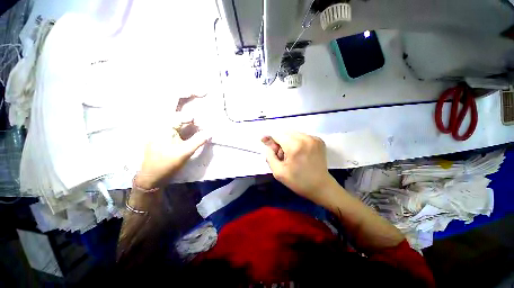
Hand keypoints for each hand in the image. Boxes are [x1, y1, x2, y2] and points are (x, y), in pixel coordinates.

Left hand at [135, 115, 210, 189]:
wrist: (152, 177)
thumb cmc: (168, 163)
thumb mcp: (186, 151)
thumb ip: (199, 140)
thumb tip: (210, 132)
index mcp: (165, 128)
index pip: (183, 117)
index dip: (195, 120)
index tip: (205, 127)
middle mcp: (160, 127)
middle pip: (180, 120)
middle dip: (193, 123)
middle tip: (203, 128)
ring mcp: (159, 133)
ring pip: (177, 125)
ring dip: (188, 127)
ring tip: (199, 131)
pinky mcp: (160, 139)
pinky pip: (174, 131)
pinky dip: (183, 132)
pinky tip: (189, 136)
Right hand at [262, 132, 334, 203]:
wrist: (321, 187)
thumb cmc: (298, 181)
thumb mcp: (278, 172)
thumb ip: (270, 155)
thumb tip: (267, 143)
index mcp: (295, 146)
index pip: (277, 134)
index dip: (271, 140)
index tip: (269, 147)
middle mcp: (305, 138)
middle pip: (285, 132)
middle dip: (279, 141)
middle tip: (280, 155)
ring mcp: (314, 138)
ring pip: (293, 133)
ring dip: (288, 141)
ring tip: (290, 155)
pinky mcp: (319, 140)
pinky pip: (302, 136)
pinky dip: (296, 142)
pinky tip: (298, 153)